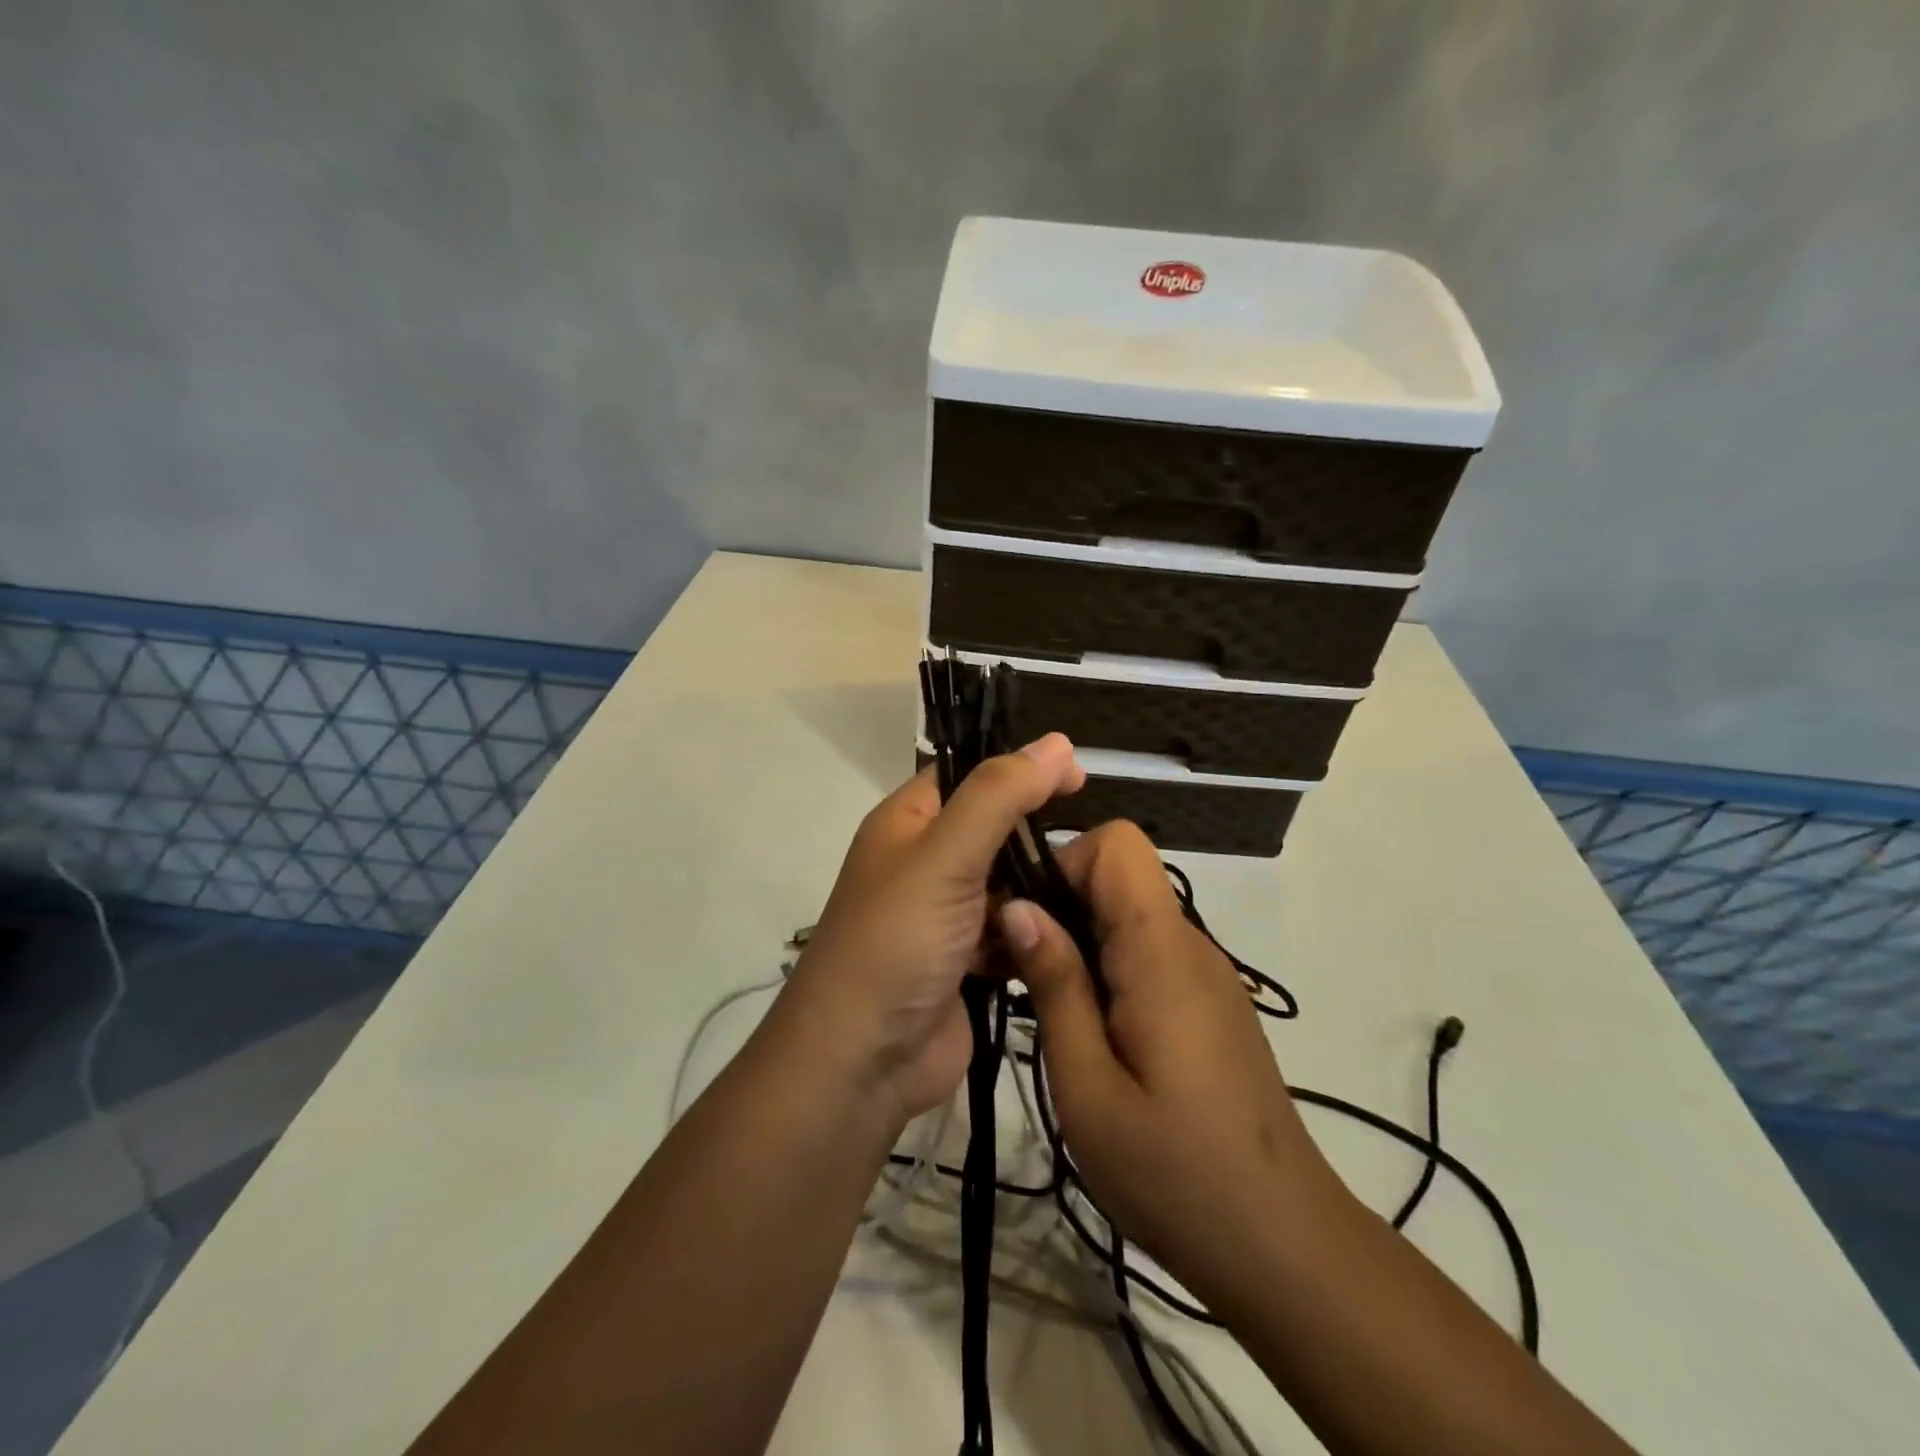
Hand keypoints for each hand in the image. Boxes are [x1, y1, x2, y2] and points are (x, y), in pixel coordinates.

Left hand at [781, 735, 1084, 1125]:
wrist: (862, 1062)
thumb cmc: (896, 941)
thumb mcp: (945, 855)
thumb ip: (1000, 796)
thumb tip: (1057, 742)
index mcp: (908, 823)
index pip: (970, 775)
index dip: (1021, 769)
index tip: (1080, 777)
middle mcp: (925, 862)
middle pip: (995, 829)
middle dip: (1038, 834)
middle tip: (1095, 845)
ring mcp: (947, 914)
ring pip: (1009, 882)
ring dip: (1042, 887)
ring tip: (1095, 889)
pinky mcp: (968, 960)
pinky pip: (1013, 930)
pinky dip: (1035, 930)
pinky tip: (1071, 933)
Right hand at [998, 821, 1342, 1301]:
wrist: (1283, 1246)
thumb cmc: (1175, 1174)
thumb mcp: (1088, 1087)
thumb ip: (1055, 985)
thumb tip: (1017, 906)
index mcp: (1162, 952)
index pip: (1118, 843)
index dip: (1065, 863)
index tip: (1026, 920)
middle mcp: (1189, 945)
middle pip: (1117, 877)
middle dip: (1058, 906)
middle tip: (1013, 971)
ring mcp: (1204, 974)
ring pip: (1128, 916)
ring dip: (1078, 942)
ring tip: (1043, 1008)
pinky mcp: (1207, 1004)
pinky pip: (1147, 954)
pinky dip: (1106, 971)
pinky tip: (1088, 1033)